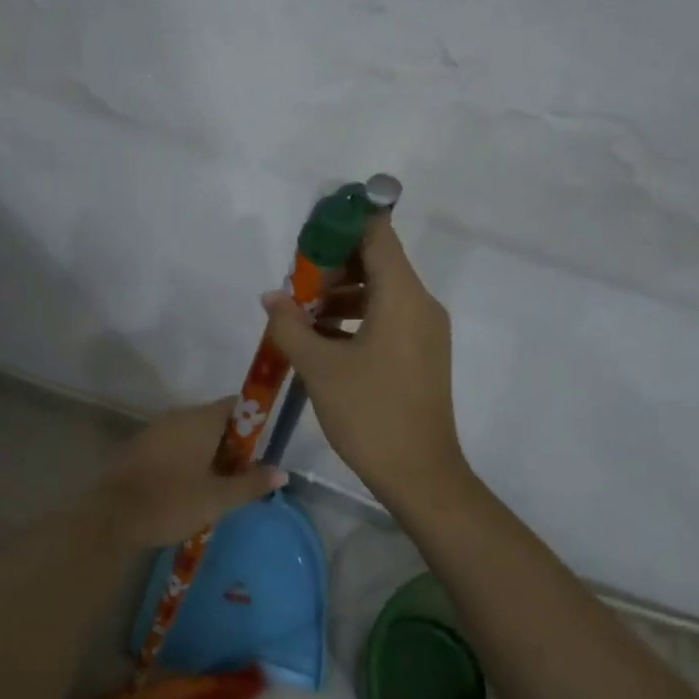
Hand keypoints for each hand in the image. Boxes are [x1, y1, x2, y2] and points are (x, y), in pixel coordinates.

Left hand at [94, 399, 284, 550]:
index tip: (261, 448)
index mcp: (200, 419)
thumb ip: (251, 483)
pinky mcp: (139, 446)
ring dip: (208, 452)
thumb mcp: (218, 498)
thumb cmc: (171, 502)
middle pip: (215, 419)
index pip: (236, 405)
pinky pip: (173, 444)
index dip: (253, 422)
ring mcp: (155, 429)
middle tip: (243, 474)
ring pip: (192, 433)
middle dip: (232, 443)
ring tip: (218, 484)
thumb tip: (282, 473)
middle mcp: (178, 416)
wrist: (112, 517)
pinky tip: (189, 486)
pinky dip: (186, 458)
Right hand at [261, 216, 468, 508]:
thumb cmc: (369, 413)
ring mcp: (426, 330)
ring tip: (302, 316)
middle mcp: (421, 304)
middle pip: (378, 261)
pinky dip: (358, 318)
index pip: (377, 234)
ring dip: (342, 295)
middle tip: (295, 284)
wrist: (420, 474)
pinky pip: (389, 317)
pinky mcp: (423, 353)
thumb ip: (291, 325)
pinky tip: (324, 340)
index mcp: (402, 296)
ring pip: (382, 292)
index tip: (308, 234)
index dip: (342, 225)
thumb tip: (271, 297)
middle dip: (333, 265)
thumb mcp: (320, 368)